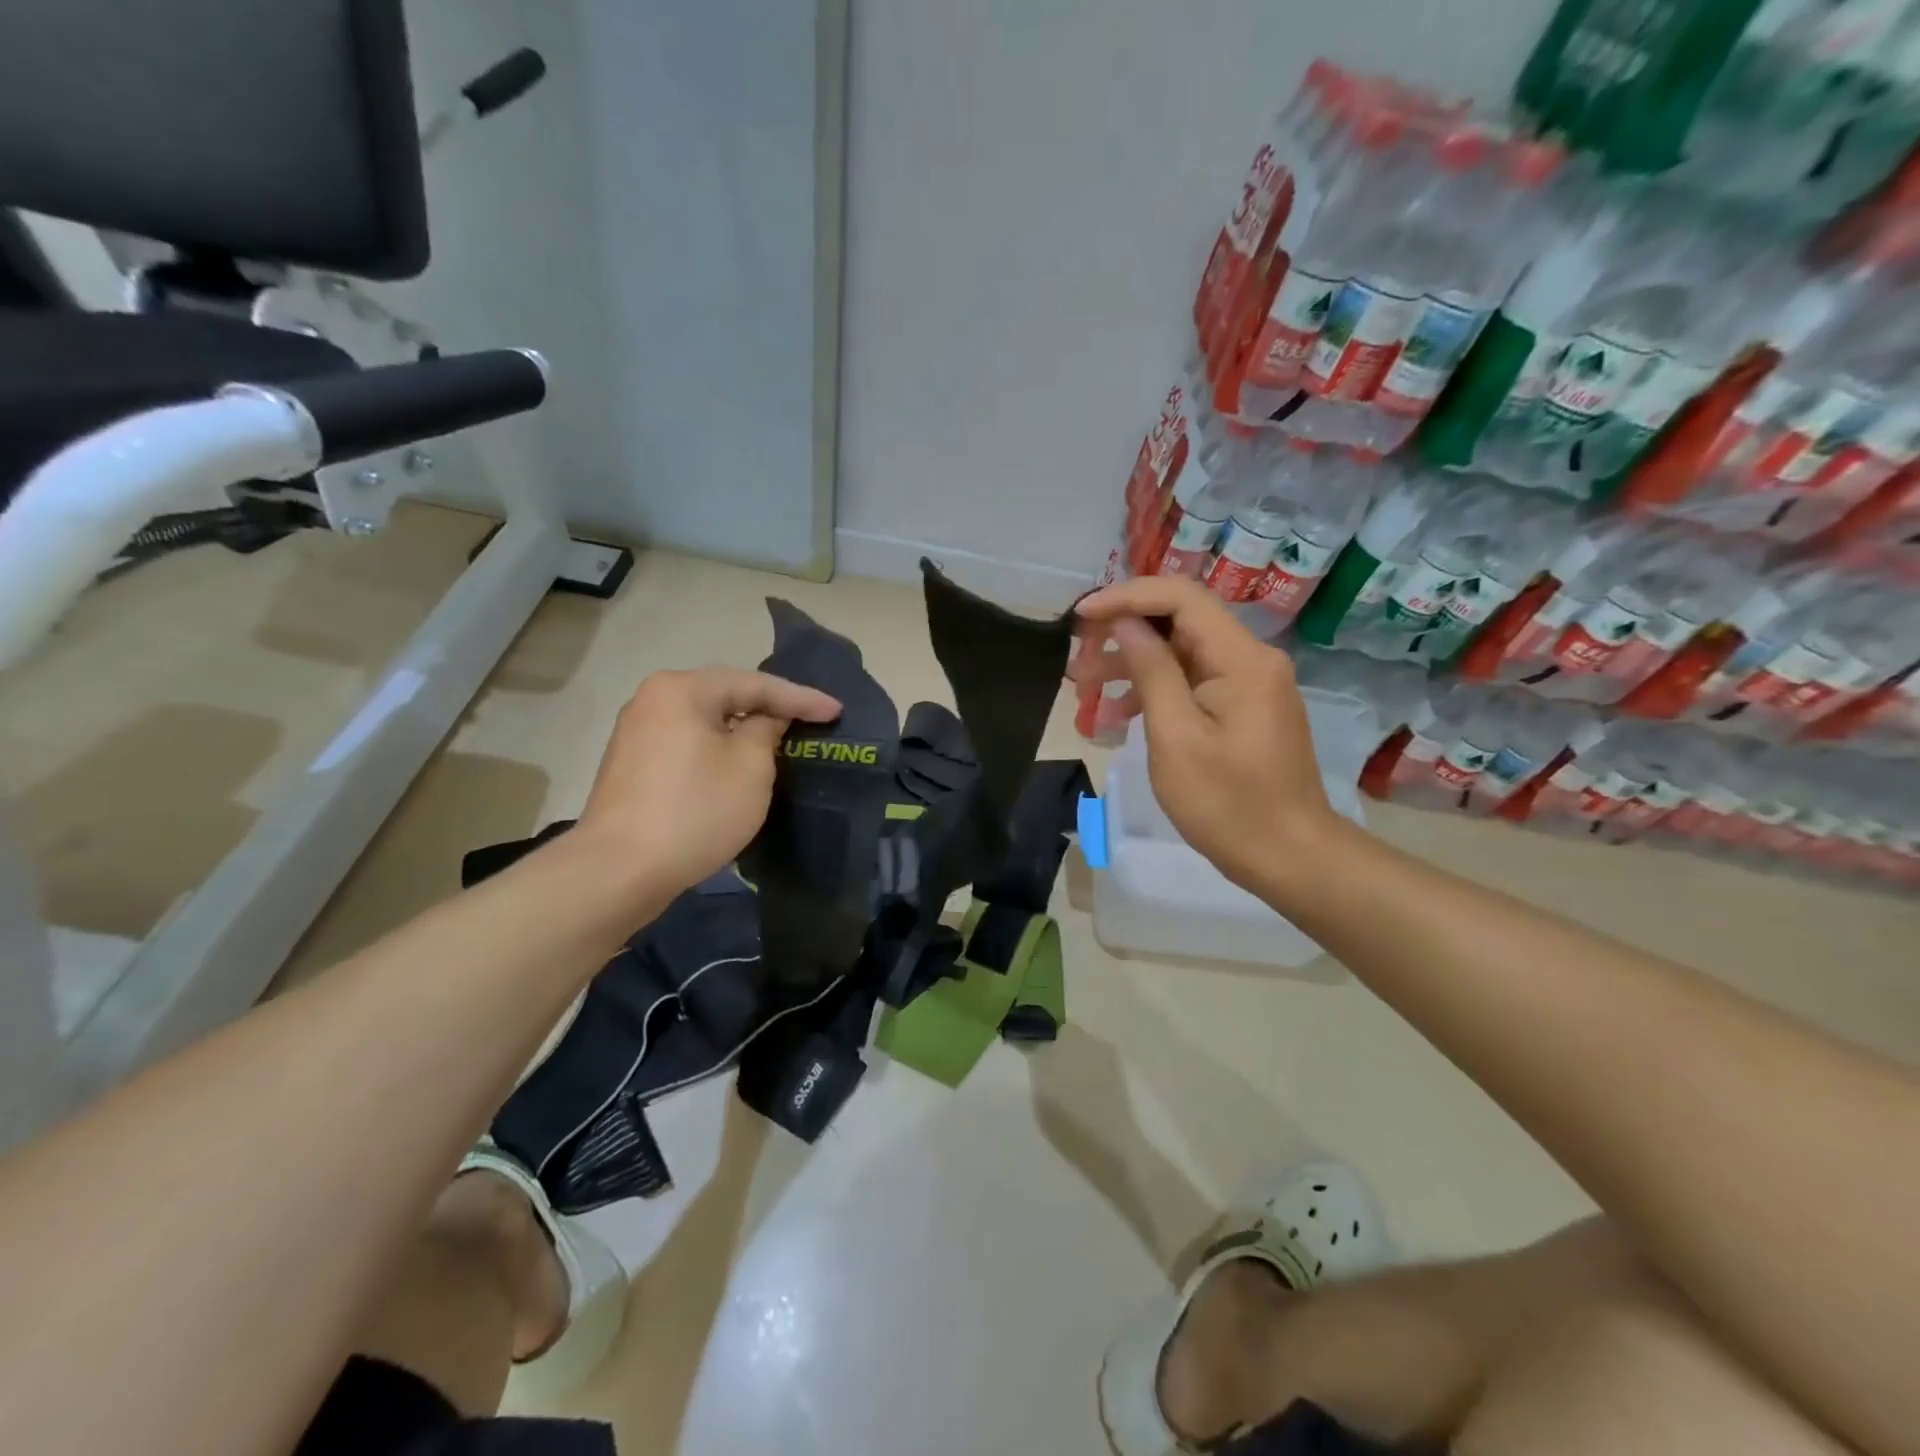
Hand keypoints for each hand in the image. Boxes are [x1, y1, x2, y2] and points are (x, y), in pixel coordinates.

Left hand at [577, 667, 840, 890]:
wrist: (619, 870)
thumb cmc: (696, 810)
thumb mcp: (750, 767)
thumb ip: (768, 730)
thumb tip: (767, 719)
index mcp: (682, 689)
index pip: (755, 684)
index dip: (801, 698)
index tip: (836, 711)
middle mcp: (653, 699)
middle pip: (725, 696)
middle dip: (769, 708)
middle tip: (810, 718)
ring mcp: (636, 732)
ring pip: (705, 721)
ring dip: (742, 729)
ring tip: (780, 737)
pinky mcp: (632, 764)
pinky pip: (687, 743)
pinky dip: (717, 748)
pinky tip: (738, 761)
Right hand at [1074, 577, 1337, 891]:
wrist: (1288, 856)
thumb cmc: (1227, 803)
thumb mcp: (1176, 736)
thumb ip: (1151, 671)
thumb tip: (1126, 623)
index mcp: (1241, 658)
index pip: (1180, 598)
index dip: (1126, 597)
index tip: (1081, 615)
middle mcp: (1250, 659)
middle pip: (1179, 622)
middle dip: (1122, 634)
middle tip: (1076, 660)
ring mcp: (1249, 684)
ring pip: (1180, 654)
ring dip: (1131, 666)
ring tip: (1083, 692)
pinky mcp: (1242, 708)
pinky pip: (1192, 683)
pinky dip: (1153, 692)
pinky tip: (1116, 717)